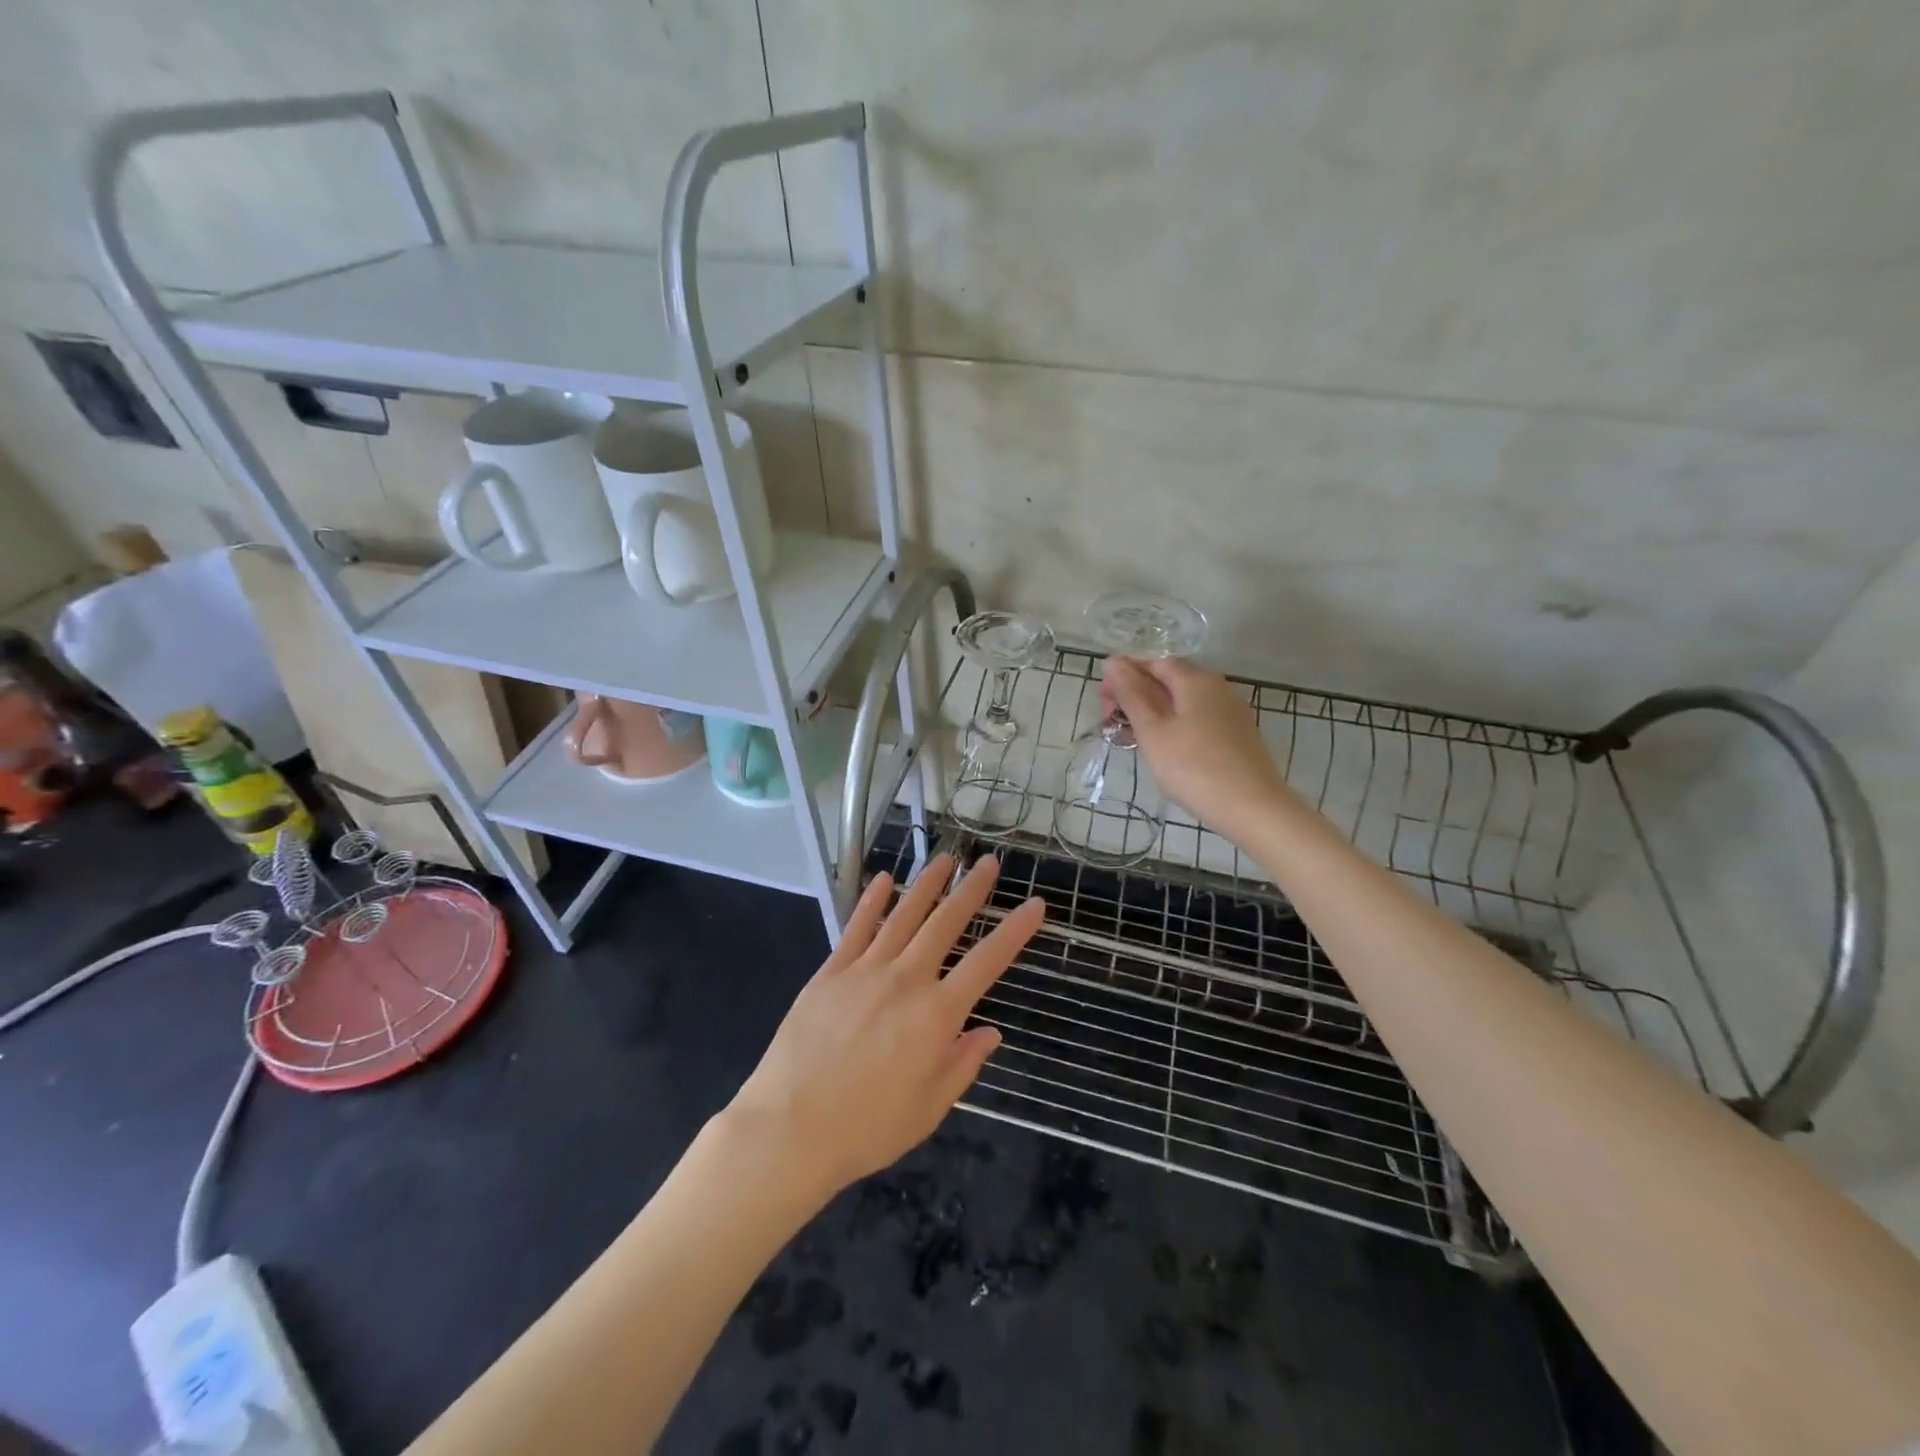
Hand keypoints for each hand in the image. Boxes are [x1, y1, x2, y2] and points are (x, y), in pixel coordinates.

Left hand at [726, 854, 1044, 1199]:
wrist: (789, 1128)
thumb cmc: (867, 1127)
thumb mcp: (929, 1108)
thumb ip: (963, 1064)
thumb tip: (990, 1031)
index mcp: (936, 1015)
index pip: (987, 962)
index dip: (1015, 931)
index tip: (1035, 905)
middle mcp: (905, 980)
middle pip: (945, 924)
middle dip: (971, 890)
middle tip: (989, 862)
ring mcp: (865, 971)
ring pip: (903, 916)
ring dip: (927, 884)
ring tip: (946, 859)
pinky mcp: (830, 972)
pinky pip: (856, 928)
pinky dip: (872, 901)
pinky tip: (884, 880)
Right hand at [1101, 657, 1288, 834]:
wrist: (1252, 808)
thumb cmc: (1193, 767)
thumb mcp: (1153, 731)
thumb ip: (1131, 694)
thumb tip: (1113, 661)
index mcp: (1195, 680)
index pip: (1154, 663)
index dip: (1124, 676)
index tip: (1103, 703)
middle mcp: (1217, 687)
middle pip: (1169, 680)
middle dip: (1137, 695)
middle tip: (1113, 723)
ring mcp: (1231, 712)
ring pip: (1183, 702)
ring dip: (1154, 713)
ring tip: (1133, 739)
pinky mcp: (1237, 735)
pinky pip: (1198, 719)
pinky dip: (1175, 727)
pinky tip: (1165, 750)